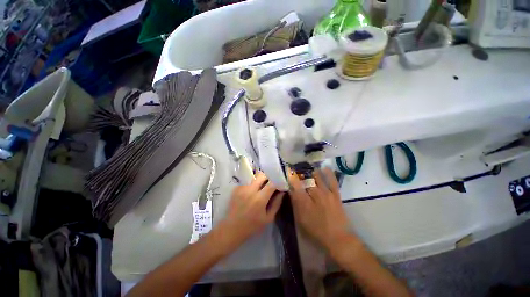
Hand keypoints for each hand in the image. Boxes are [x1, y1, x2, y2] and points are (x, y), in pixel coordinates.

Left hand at [221, 172, 284, 245]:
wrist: (232, 228)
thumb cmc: (253, 225)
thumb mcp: (269, 218)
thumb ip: (276, 203)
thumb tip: (282, 191)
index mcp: (260, 198)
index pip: (272, 183)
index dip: (277, 181)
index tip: (280, 183)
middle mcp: (251, 190)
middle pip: (262, 175)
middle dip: (268, 177)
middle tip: (271, 183)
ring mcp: (242, 188)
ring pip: (254, 177)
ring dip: (260, 180)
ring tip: (260, 188)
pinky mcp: (237, 188)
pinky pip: (248, 182)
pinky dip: (252, 185)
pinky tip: (251, 193)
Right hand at [288, 167, 351, 250]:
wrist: (338, 238)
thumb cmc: (316, 230)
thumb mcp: (300, 219)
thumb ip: (295, 204)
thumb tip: (291, 191)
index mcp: (305, 201)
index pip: (296, 185)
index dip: (291, 176)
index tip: (288, 171)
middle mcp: (315, 194)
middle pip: (306, 179)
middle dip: (300, 173)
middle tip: (297, 170)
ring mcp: (326, 193)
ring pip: (317, 177)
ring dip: (311, 171)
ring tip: (307, 168)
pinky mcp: (335, 194)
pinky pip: (332, 181)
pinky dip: (328, 173)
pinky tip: (324, 167)